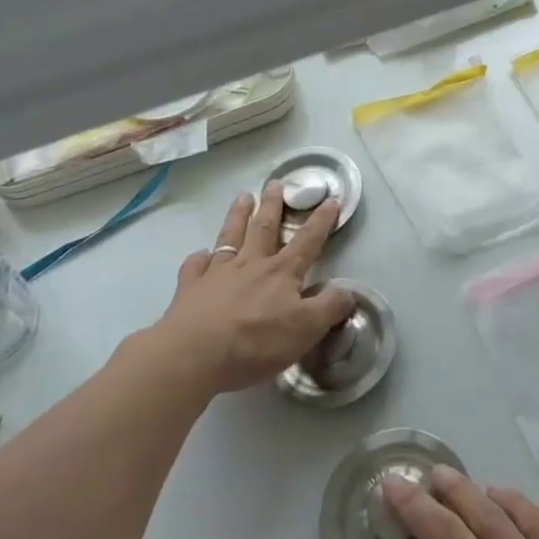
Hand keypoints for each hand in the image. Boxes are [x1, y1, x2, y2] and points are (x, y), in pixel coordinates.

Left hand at [156, 180, 353, 395]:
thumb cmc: (256, 342)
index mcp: (282, 272)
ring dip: (238, 216)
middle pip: (264, 228)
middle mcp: (251, 264)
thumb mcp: (306, 329)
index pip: (308, 240)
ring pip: (230, 237)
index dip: (322, 221)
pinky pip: (195, 267)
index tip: (331, 199)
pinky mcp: (190, 289)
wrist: (194, 355)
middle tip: (275, 183)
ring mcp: (218, 274)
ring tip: (243, 197)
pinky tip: (199, 255)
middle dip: (273, 205)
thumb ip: (330, 308)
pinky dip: (198, 259)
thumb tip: (348, 292)